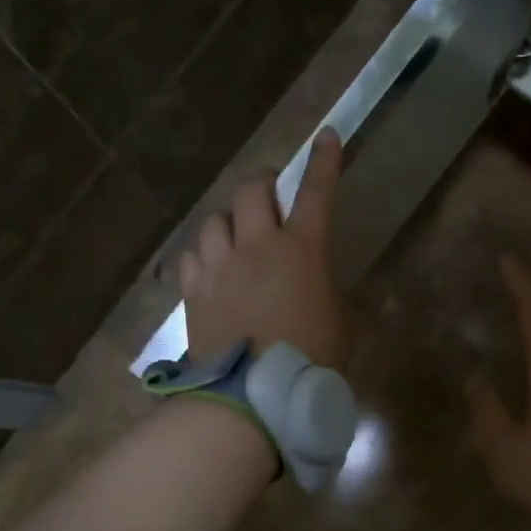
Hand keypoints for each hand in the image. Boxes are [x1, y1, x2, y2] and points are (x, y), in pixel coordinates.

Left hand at [180, 127, 347, 368]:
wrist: (254, 396)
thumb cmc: (311, 361)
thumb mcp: (337, 321)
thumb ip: (323, 288)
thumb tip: (311, 279)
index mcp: (303, 250)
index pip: (317, 192)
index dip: (324, 161)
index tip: (326, 135)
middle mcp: (258, 246)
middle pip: (252, 190)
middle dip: (262, 183)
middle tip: (269, 193)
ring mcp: (220, 267)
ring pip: (216, 220)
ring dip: (229, 222)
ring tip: (235, 239)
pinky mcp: (194, 291)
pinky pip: (193, 256)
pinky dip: (204, 256)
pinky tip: (210, 270)